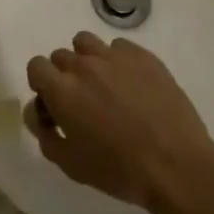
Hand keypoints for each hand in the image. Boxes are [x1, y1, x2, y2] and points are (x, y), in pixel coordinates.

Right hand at [24, 32, 213, 213]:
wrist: (177, 167)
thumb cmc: (119, 170)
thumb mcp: (69, 163)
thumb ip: (44, 134)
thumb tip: (38, 114)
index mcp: (62, 90)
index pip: (36, 66)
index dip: (41, 83)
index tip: (53, 102)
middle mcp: (84, 66)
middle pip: (61, 56)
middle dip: (64, 75)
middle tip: (81, 100)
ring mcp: (116, 58)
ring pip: (87, 43)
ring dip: (87, 60)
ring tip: (103, 85)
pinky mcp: (144, 57)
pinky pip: (120, 48)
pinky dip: (118, 61)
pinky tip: (131, 84)